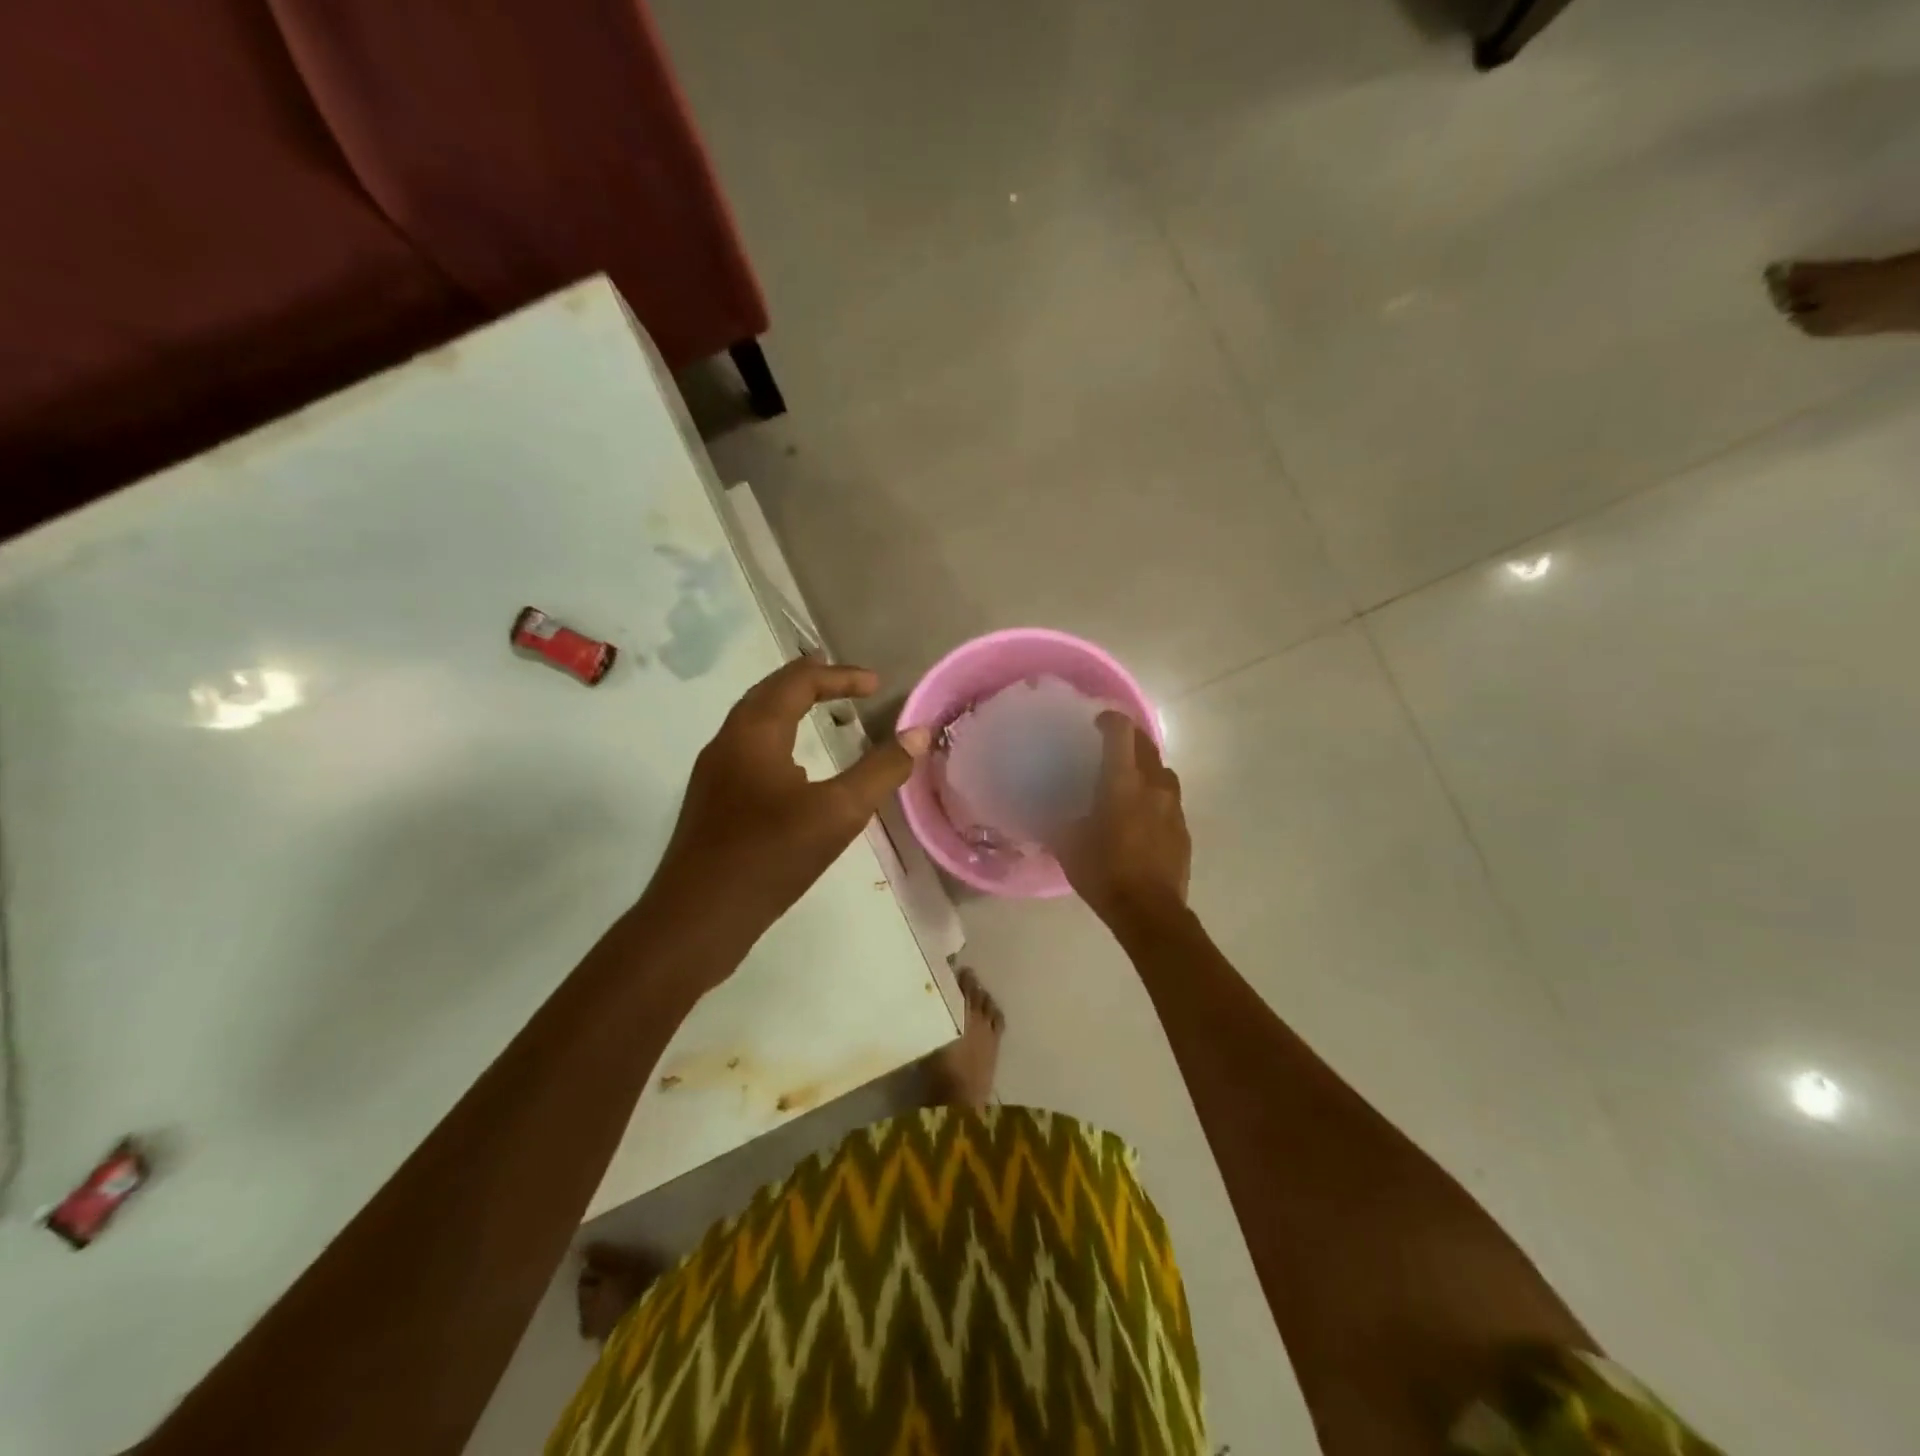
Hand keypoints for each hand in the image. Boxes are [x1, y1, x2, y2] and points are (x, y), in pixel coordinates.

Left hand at [645, 659, 929, 939]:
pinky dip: (781, 740)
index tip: (877, 685)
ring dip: (793, 710)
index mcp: (754, 732)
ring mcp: (715, 773)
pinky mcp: (714, 802)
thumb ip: (881, 771)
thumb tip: (919, 733)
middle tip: (850, 685)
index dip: (841, 676)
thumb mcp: (838, 813)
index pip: (799, 681)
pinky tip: (799, 773)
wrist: (696, 920)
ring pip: (756, 722)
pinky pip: (751, 751)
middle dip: (812, 682)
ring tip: (827, 716)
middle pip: (771, 692)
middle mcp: (728, 741)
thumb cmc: (769, 857)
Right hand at [1056, 712, 1190, 930]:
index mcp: (1122, 782)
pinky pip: (1170, 801)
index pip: (1121, 732)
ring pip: (1163, 772)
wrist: (1150, 911)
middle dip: (1130, 739)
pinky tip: (1143, 817)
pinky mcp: (1184, 829)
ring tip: (1130, 782)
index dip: (1109, 720)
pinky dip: (1156, 798)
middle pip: (1147, 745)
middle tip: (1111, 747)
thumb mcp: (1068, 845)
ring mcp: (1173, 807)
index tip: (1097, 723)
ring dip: (1147, 768)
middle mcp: (1153, 785)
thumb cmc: (1104, 872)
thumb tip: (1050, 813)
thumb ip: (1060, 821)